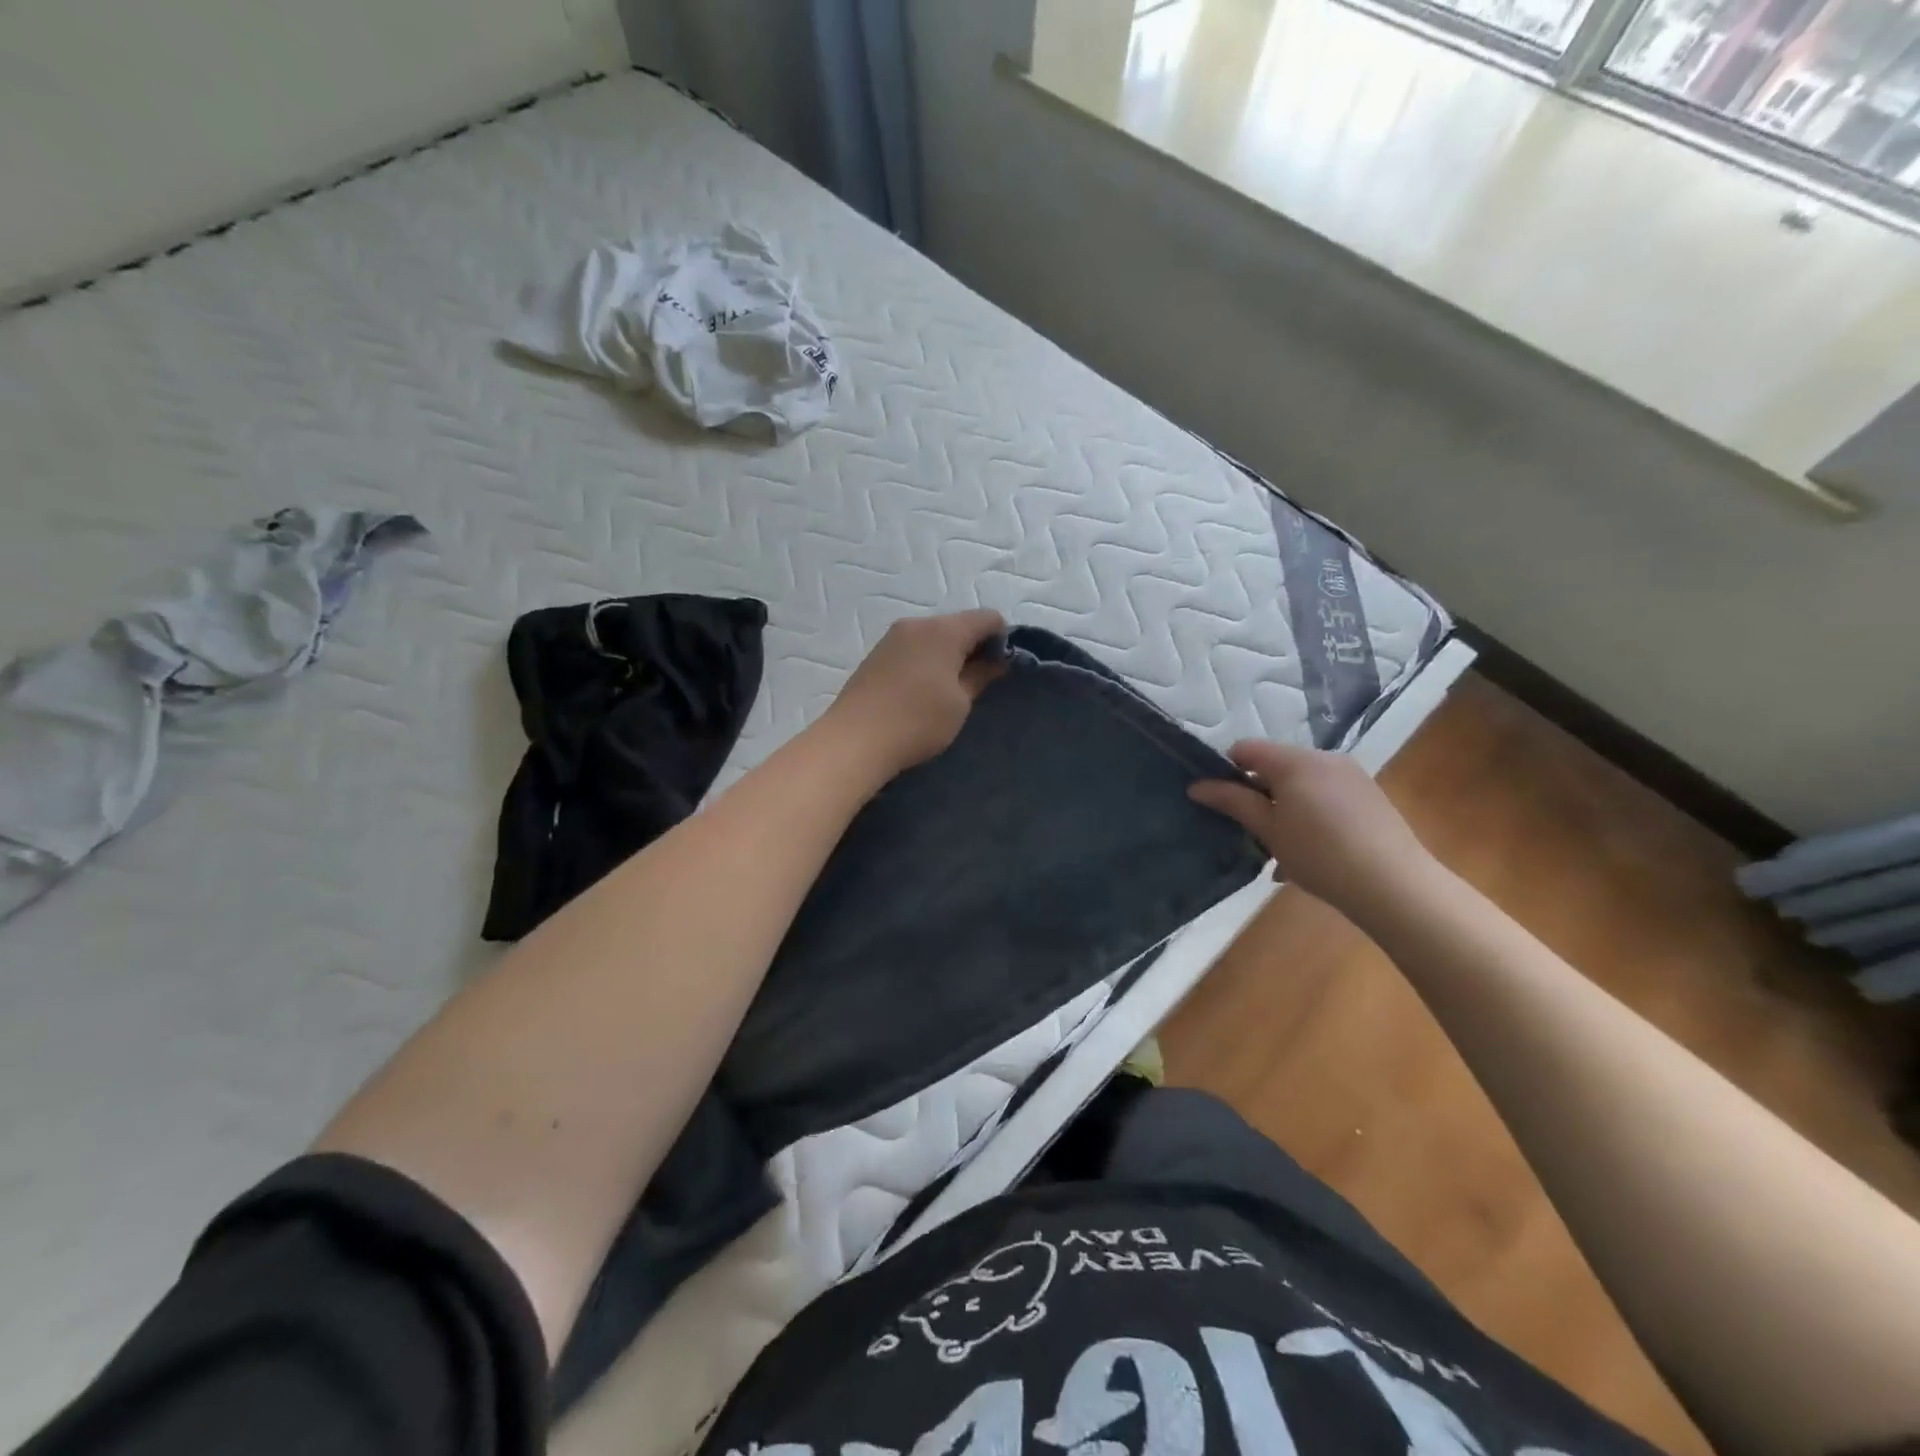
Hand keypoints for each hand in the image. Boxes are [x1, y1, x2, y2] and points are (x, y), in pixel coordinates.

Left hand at [824, 609, 1009, 778]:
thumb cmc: (918, 720)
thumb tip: (997, 660)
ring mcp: (892, 638)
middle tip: (980, 683)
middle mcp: (917, 624)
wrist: (855, 740)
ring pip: (933, 637)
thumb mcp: (960, 702)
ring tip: (950, 691)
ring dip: (948, 656)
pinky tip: (923, 692)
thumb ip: (981, 675)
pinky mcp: (875, 655)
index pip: (987, 618)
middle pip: (958, 625)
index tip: (1004, 668)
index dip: (1003, 639)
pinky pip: (912, 649)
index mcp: (944, 630)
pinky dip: (926, 662)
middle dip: (974, 647)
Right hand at [1188, 740, 1439, 924]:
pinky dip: (1310, 813)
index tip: (1220, 802)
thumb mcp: (1268, 830)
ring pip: (1302, 782)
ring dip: (1284, 807)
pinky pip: (1326, 794)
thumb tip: (1197, 786)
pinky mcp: (1369, 795)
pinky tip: (1311, 851)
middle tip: (1251, 831)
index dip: (1226, 770)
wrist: (1394, 884)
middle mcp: (1324, 758)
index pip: (1246, 749)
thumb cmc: (1320, 855)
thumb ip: (1233, 802)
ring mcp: (1351, 774)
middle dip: (1258, 793)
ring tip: (1281, 849)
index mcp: (1295, 761)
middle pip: (1275, 765)